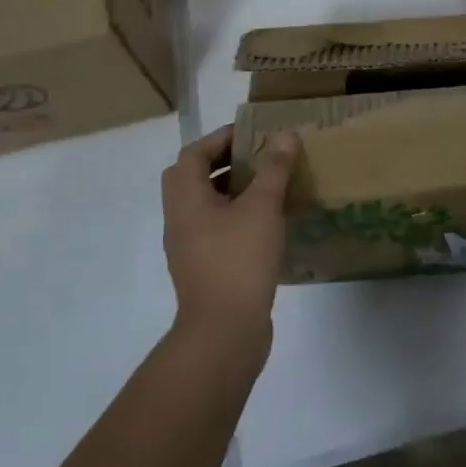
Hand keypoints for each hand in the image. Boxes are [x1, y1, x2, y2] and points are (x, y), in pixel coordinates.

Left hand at [160, 125, 300, 348]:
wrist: (224, 332)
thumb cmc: (239, 260)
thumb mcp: (262, 207)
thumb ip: (274, 168)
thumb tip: (286, 135)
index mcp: (186, 200)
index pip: (192, 155)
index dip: (219, 138)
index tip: (251, 134)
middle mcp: (180, 221)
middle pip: (192, 178)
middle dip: (223, 162)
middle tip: (257, 157)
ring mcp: (189, 248)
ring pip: (204, 205)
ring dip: (230, 190)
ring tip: (267, 186)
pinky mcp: (204, 269)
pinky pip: (215, 229)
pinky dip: (235, 216)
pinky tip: (266, 223)